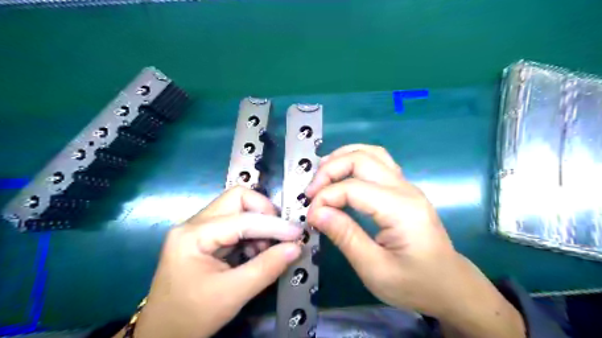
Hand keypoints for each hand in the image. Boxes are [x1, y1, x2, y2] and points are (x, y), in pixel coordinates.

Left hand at [129, 187, 303, 337]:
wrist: (162, 335)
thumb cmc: (192, 316)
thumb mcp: (232, 294)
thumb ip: (267, 268)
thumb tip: (295, 248)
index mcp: (193, 235)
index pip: (243, 219)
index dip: (274, 225)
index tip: (297, 234)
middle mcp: (194, 223)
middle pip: (237, 199)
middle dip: (264, 212)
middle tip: (280, 233)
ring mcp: (199, 228)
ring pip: (237, 208)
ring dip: (259, 224)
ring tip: (267, 249)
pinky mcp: (205, 237)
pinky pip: (235, 223)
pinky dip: (251, 233)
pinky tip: (256, 252)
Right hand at [304, 144, 524, 337]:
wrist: (449, 285)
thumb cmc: (414, 283)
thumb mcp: (375, 269)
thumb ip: (345, 237)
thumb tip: (316, 212)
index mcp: (401, 209)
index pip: (353, 188)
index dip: (325, 197)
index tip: (310, 216)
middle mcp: (405, 189)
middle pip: (361, 159)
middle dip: (329, 170)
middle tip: (311, 191)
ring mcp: (406, 185)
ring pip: (371, 153)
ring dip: (342, 157)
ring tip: (321, 173)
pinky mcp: (403, 189)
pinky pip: (378, 161)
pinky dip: (355, 160)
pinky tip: (342, 173)